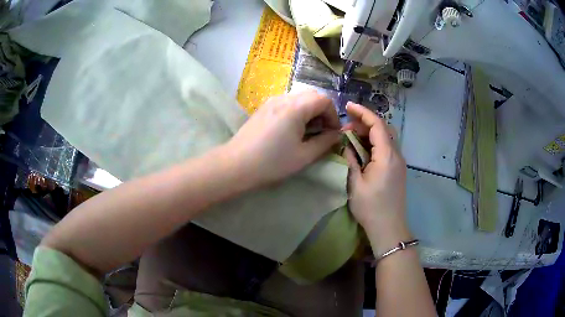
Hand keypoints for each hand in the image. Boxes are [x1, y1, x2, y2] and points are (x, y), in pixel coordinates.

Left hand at [226, 91, 340, 186]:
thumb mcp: (304, 156)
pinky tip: (292, 129)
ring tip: (307, 131)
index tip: (333, 133)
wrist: (236, 165)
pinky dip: (297, 111)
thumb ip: (325, 143)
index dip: (334, 115)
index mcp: (296, 108)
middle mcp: (284, 98)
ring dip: (310, 110)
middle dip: (323, 111)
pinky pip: (287, 102)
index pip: (324, 100)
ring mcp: (271, 101)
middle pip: (312, 95)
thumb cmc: (272, 162)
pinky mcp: (264, 107)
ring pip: (299, 97)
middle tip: (322, 131)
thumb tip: (336, 135)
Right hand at [343, 102, 411, 254]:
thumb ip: (350, 159)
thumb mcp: (355, 183)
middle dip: (365, 122)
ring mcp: (399, 162)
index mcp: (387, 156)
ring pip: (386, 138)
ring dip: (370, 133)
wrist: (389, 228)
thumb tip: (346, 144)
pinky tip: (362, 150)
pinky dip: (374, 143)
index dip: (363, 112)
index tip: (347, 107)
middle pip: (384, 128)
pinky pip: (387, 148)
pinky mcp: (397, 169)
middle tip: (346, 128)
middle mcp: (396, 155)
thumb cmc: (371, 208)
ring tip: (352, 138)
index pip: (377, 124)